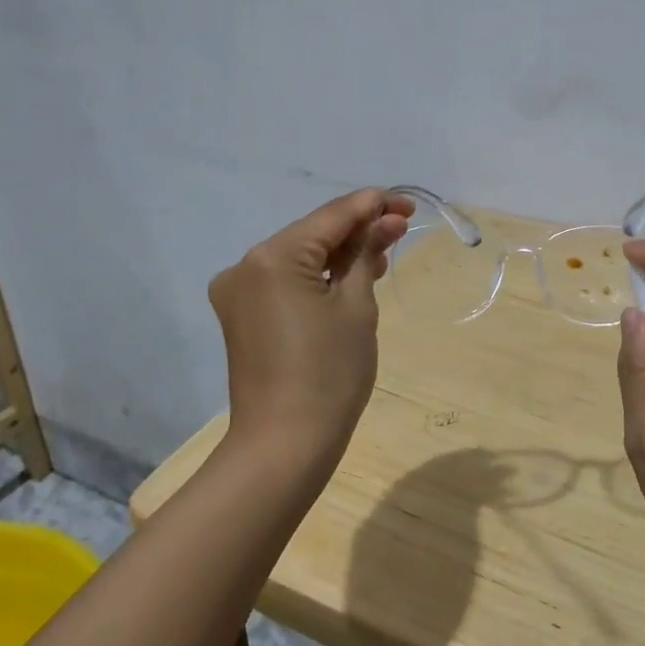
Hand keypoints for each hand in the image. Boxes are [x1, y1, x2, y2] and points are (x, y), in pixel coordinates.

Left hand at [209, 188, 413, 465]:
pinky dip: (317, 277)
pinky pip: (285, 282)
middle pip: (311, 234)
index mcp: (272, 256)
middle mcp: (245, 266)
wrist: (285, 444)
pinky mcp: (242, 316)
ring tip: (383, 253)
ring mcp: (238, 292)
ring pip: (298, 258)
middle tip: (402, 227)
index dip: (370, 205)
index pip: (330, 216)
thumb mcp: (357, 306)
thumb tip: (384, 220)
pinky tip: (350, 276)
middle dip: (356, 230)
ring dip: (338, 254)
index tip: (406, 202)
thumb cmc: (330, 372)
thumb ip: (366, 254)